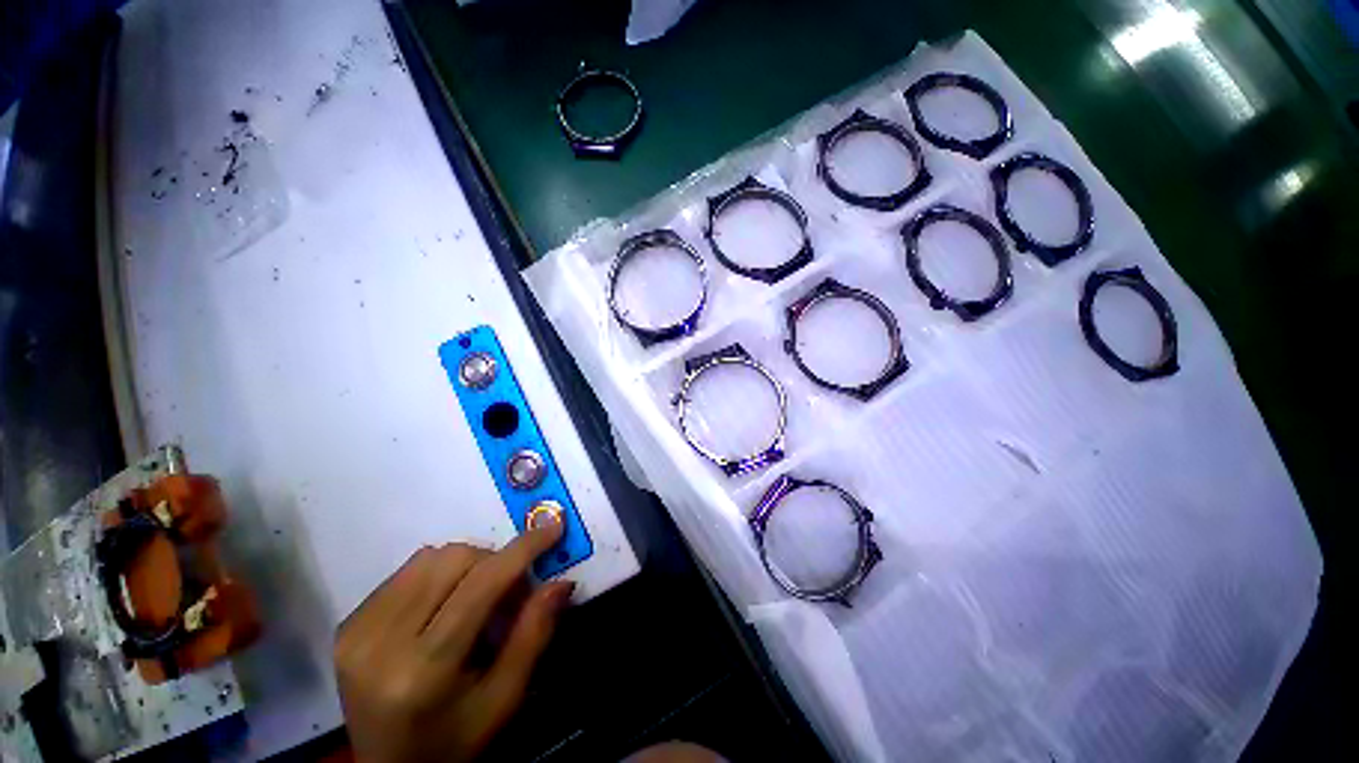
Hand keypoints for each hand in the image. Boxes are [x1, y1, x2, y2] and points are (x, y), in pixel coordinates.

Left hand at [334, 520, 572, 762]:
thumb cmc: (454, 741)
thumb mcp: (504, 699)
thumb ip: (534, 635)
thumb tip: (560, 582)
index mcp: (423, 671)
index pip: (481, 585)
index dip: (522, 549)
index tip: (553, 526)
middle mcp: (381, 643)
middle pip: (455, 560)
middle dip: (496, 562)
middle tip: (512, 592)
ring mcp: (357, 631)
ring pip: (431, 557)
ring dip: (468, 564)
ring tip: (476, 597)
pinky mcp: (347, 625)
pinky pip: (407, 571)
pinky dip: (438, 574)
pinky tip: (443, 604)